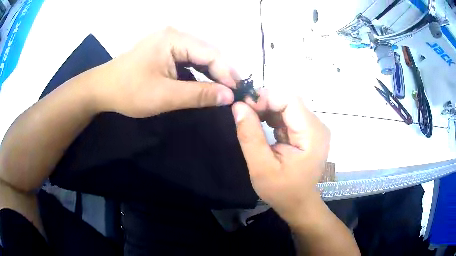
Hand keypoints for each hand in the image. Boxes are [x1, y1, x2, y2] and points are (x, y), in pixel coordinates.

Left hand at [90, 27, 235, 117]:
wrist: (102, 89)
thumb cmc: (129, 91)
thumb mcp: (165, 95)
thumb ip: (199, 95)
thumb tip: (229, 96)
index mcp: (174, 39)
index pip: (211, 53)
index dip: (227, 73)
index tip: (238, 93)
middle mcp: (175, 35)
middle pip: (207, 53)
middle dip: (221, 73)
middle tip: (233, 94)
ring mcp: (169, 42)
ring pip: (199, 56)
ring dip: (211, 74)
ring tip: (224, 91)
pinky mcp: (165, 51)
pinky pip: (188, 60)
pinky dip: (198, 73)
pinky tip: (205, 84)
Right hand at [232, 90, 329, 225]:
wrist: (298, 203)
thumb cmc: (282, 190)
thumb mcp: (261, 167)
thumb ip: (250, 136)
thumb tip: (238, 106)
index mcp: (312, 134)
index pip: (289, 100)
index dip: (265, 98)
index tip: (243, 107)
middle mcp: (317, 125)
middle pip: (289, 100)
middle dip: (264, 103)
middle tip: (243, 113)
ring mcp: (313, 127)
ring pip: (287, 105)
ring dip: (267, 109)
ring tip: (250, 120)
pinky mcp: (307, 131)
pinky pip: (288, 115)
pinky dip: (272, 117)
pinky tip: (262, 126)